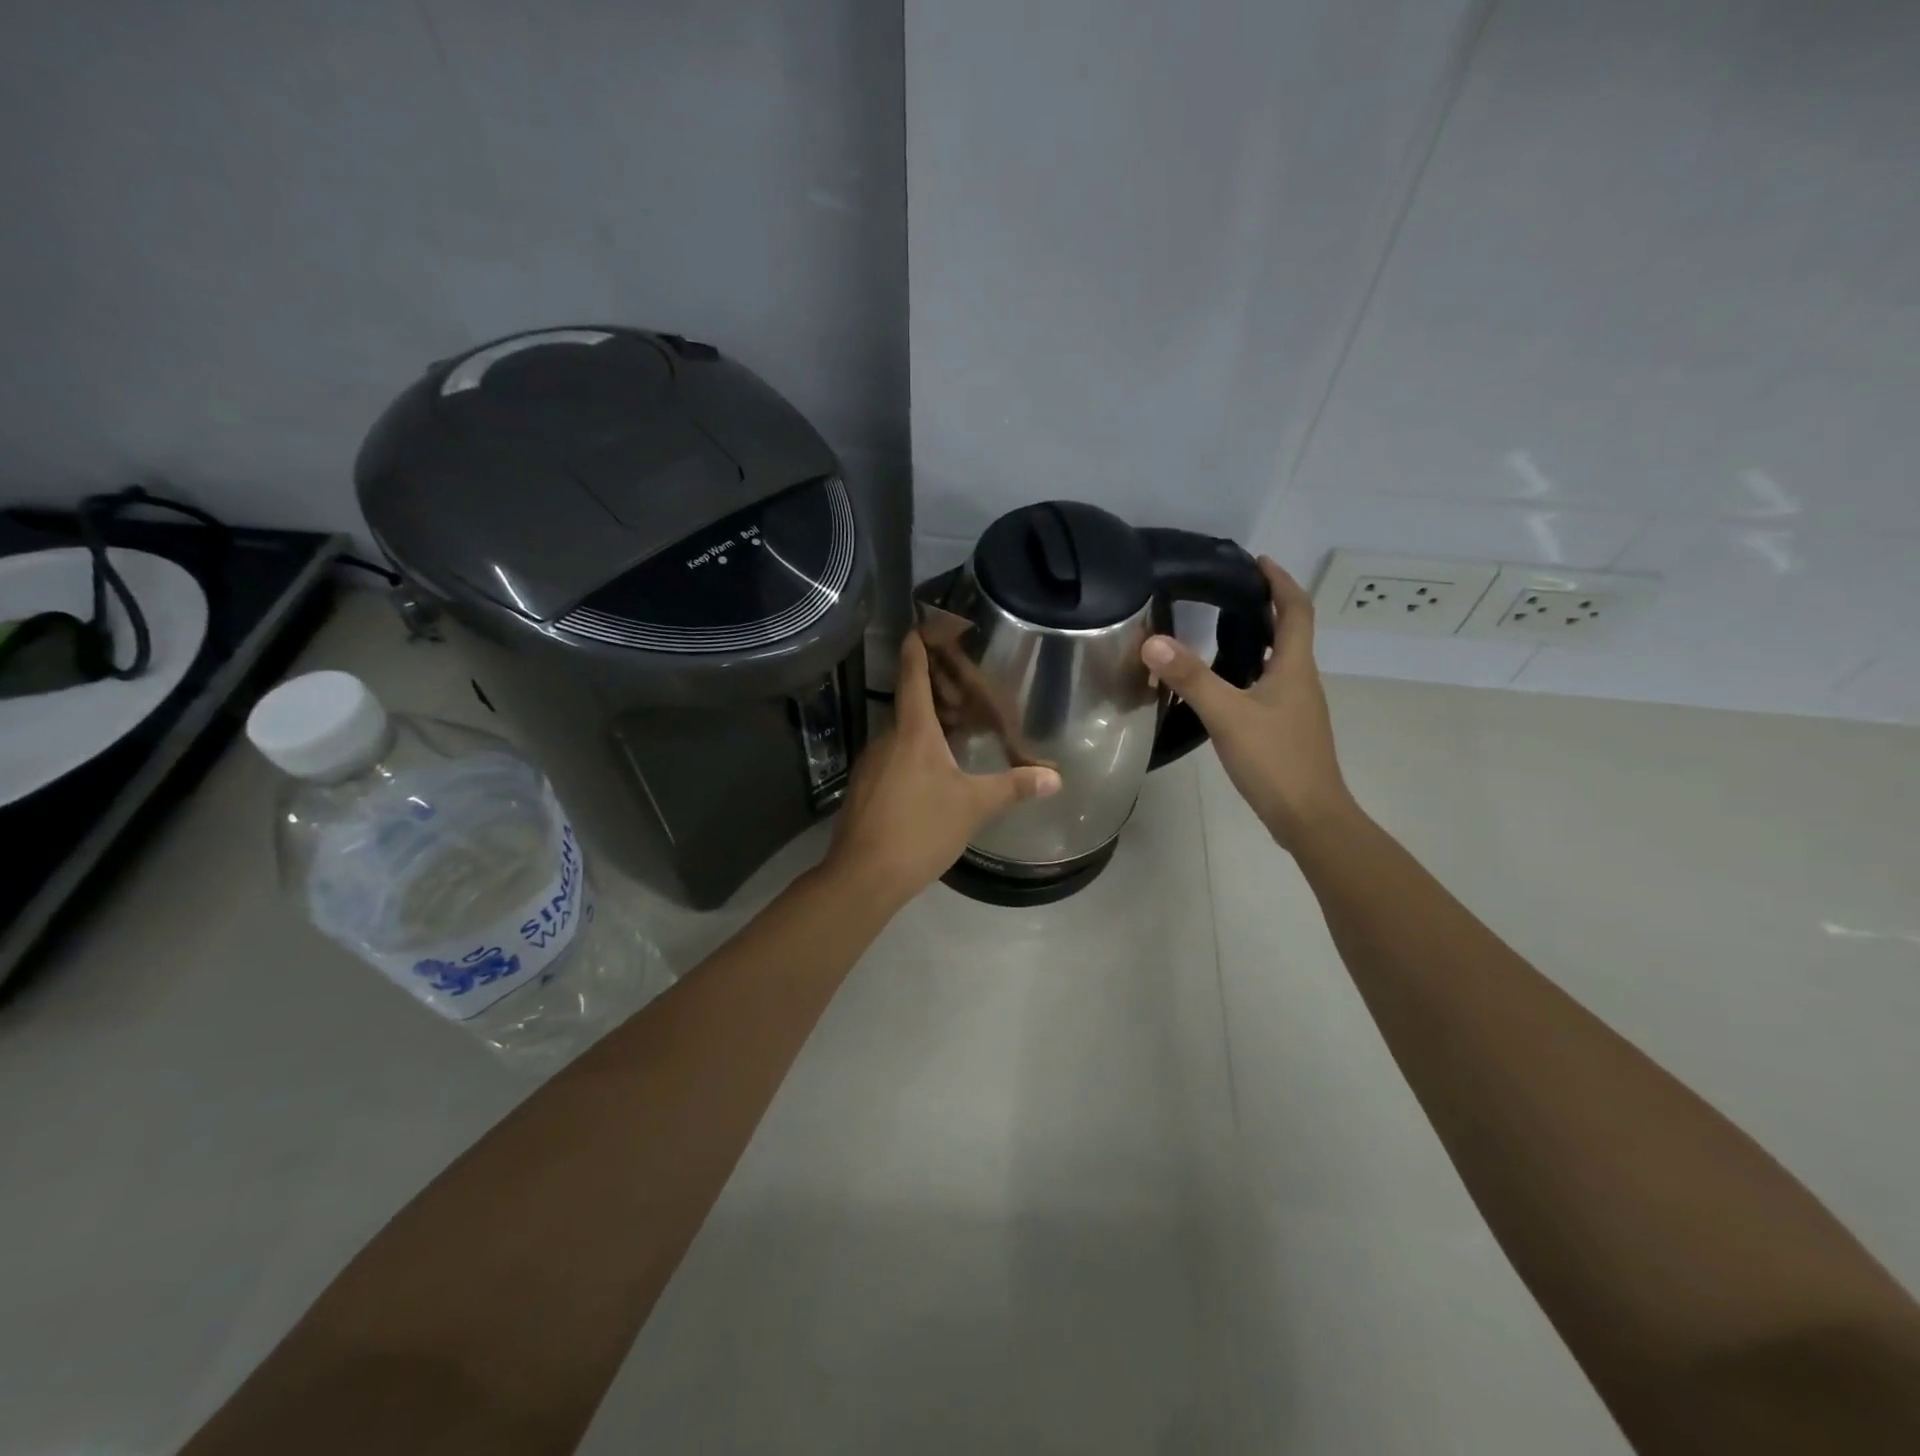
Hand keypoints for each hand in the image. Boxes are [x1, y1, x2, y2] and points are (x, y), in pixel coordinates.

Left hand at [825, 630, 1060, 905]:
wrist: (864, 876)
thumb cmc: (921, 828)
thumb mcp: (974, 806)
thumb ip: (1014, 787)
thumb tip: (1055, 778)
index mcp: (913, 731)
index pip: (913, 676)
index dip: (917, 648)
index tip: (919, 625)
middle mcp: (887, 739)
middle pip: (910, 705)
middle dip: (936, 695)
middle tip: (966, 690)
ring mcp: (871, 765)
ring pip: (901, 735)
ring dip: (926, 728)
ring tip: (958, 732)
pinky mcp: (864, 789)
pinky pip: (893, 758)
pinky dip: (913, 754)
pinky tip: (932, 775)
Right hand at [1141, 557, 1357, 851]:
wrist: (1309, 817)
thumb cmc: (1275, 760)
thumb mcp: (1227, 716)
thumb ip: (1190, 678)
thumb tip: (1152, 641)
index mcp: (1295, 667)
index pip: (1295, 609)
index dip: (1280, 581)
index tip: (1257, 561)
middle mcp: (1301, 680)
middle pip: (1290, 631)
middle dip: (1265, 605)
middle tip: (1228, 592)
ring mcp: (1296, 707)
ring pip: (1279, 660)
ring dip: (1258, 638)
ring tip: (1219, 629)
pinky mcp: (1286, 728)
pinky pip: (1268, 685)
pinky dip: (1250, 670)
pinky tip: (1223, 684)